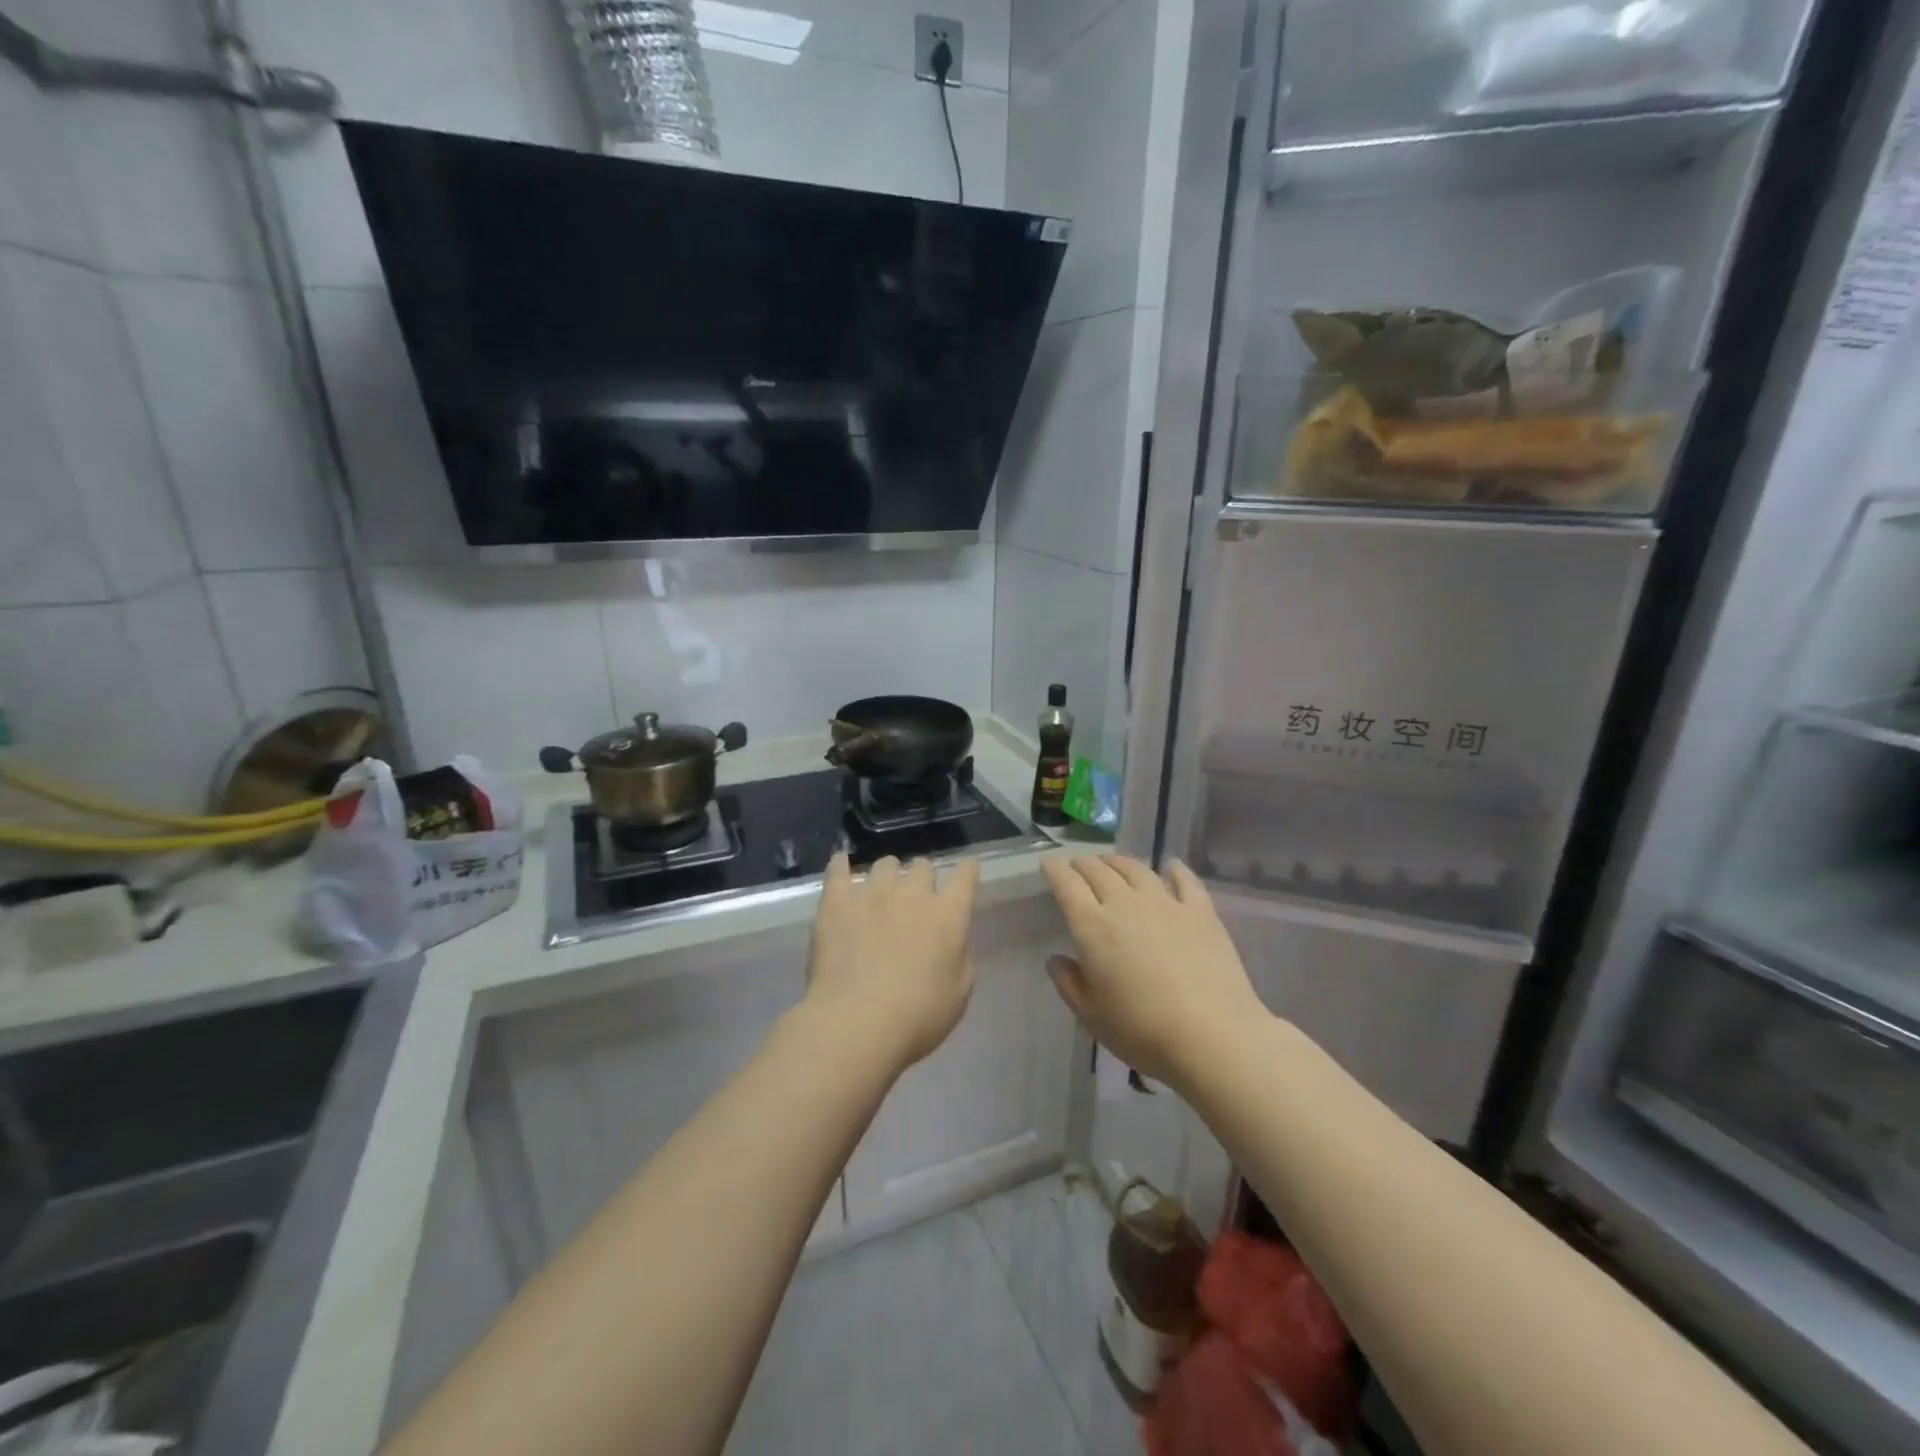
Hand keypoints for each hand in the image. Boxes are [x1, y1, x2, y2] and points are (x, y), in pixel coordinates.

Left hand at [803, 853, 981, 1074]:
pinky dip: (841, 865)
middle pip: (923, 866)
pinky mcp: (837, 902)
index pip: (965, 875)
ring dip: (889, 875)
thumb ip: (961, 957)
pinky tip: (841, 864)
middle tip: (916, 899)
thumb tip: (954, 938)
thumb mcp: (959, 994)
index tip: (966, 871)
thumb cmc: (916, 1017)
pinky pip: (838, 870)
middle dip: (923, 878)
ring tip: (881, 890)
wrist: (855, 1024)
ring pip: (885, 864)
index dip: (967, 870)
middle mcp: (913, 894)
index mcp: (948, 915)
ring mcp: (872, 894)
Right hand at [1042, 854, 1269, 1089]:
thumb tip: (1056, 959)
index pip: (1067, 885)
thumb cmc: (1141, 1030)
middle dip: (1084, 864)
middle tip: (1078, 865)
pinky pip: (1184, 880)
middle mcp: (1125, 904)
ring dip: (1119, 862)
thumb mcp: (1091, 1015)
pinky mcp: (1200, 912)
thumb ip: (1069, 983)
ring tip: (1112, 862)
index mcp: (1092, 926)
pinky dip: (1174, 869)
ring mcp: (1166, 903)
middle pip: (1099, 871)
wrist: (1211, 1035)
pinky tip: (1170, 866)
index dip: (1055, 870)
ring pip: (1136, 869)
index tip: (1049, 863)